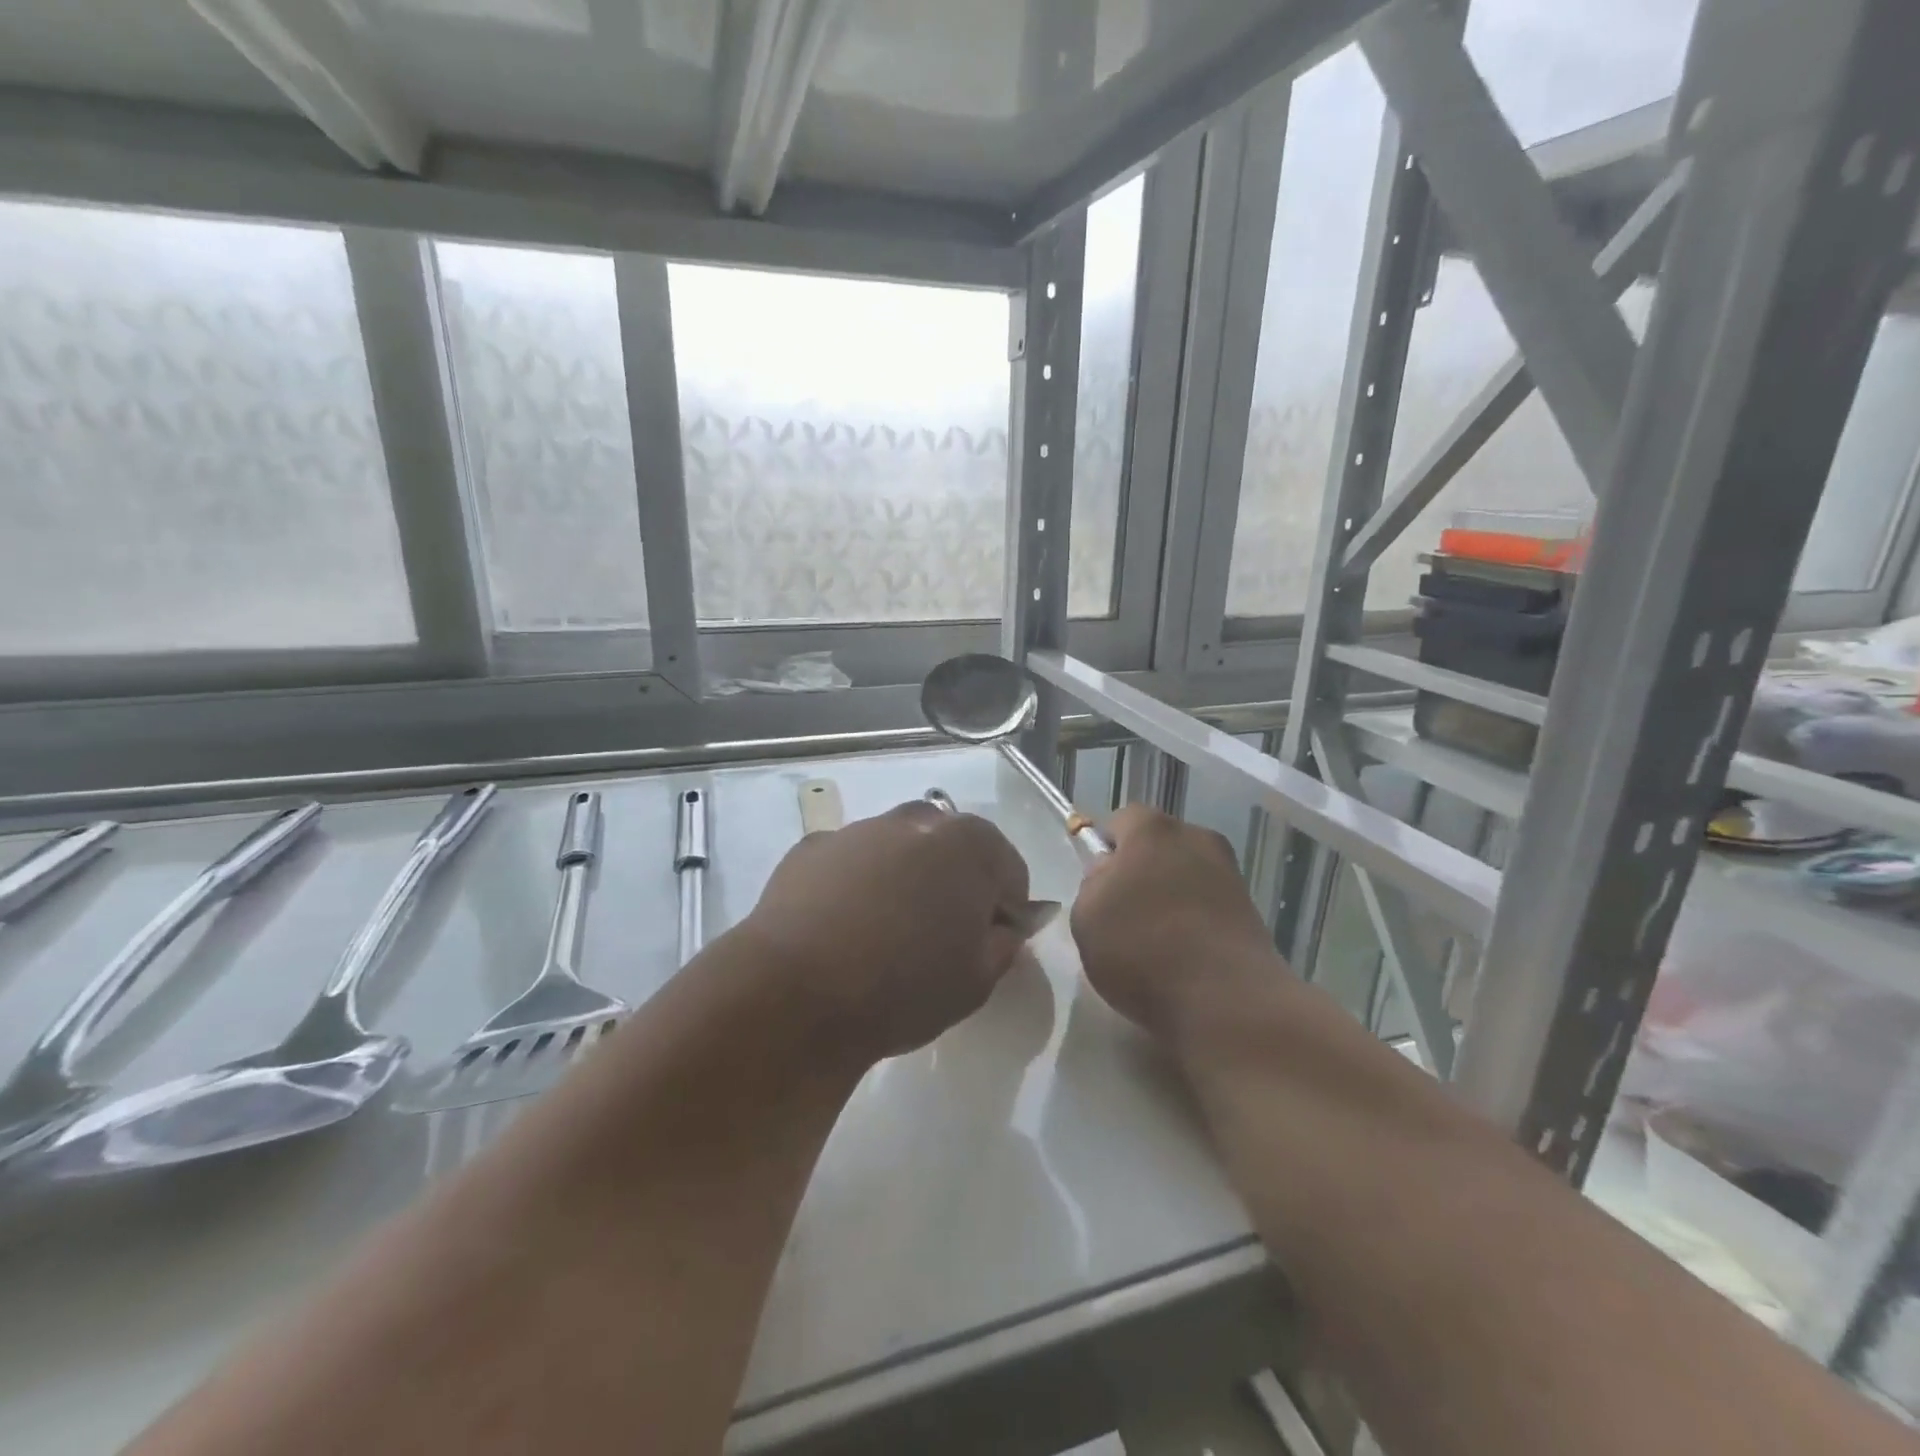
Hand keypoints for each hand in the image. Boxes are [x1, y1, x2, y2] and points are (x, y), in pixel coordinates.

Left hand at [735, 801, 1031, 1063]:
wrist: (794, 994)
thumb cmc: (903, 987)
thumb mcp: (977, 981)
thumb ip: (1004, 943)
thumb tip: (1003, 926)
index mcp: (969, 845)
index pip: (1008, 870)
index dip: (1005, 909)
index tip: (988, 943)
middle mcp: (916, 821)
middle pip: (950, 850)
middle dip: (953, 883)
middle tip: (938, 936)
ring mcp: (859, 830)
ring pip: (897, 852)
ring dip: (902, 880)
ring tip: (882, 936)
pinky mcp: (812, 848)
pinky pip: (850, 865)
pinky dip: (854, 887)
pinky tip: (839, 930)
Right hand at [1070, 805, 1282, 1035]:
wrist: (1226, 1002)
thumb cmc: (1142, 948)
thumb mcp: (1086, 915)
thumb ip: (1093, 884)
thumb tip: (1111, 874)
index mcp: (1152, 829)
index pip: (1120, 820)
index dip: (1104, 849)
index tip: (1097, 886)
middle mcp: (1197, 838)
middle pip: (1157, 845)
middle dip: (1139, 870)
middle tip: (1121, 914)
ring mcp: (1230, 874)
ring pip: (1185, 875)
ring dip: (1169, 896)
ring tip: (1154, 943)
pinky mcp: (1251, 911)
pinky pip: (1208, 905)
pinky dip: (1194, 921)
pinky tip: (1183, 957)